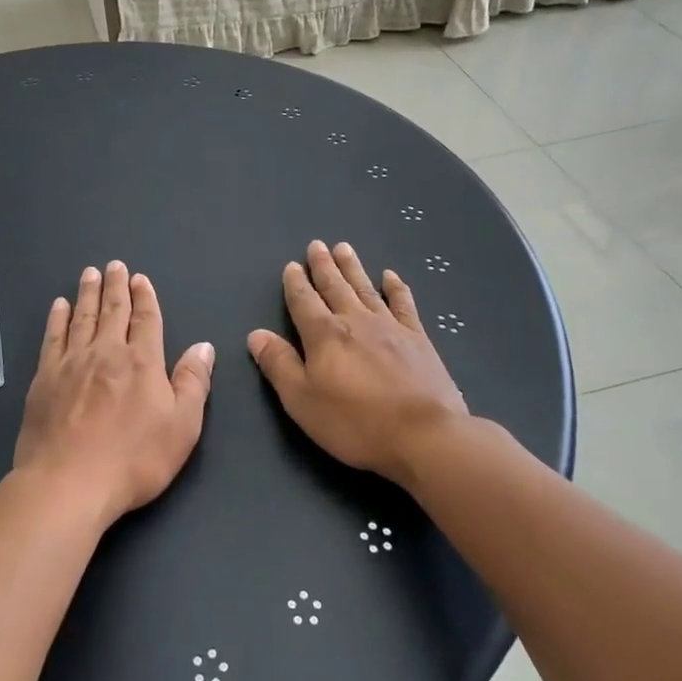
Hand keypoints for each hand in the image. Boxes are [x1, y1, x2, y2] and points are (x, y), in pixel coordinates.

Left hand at [14, 262, 213, 526]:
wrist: (68, 483)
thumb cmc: (134, 459)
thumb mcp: (182, 427)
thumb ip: (193, 383)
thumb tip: (203, 346)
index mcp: (142, 361)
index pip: (146, 320)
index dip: (144, 297)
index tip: (140, 278)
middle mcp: (106, 352)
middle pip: (113, 310)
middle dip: (116, 286)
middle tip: (114, 265)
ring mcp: (72, 362)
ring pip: (82, 317)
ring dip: (88, 294)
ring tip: (89, 274)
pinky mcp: (44, 378)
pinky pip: (52, 337)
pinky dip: (57, 318)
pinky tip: (59, 306)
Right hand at [247, 241, 467, 485]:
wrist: (425, 435)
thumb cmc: (356, 423)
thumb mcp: (302, 401)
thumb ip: (279, 365)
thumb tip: (256, 335)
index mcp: (324, 335)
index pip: (304, 301)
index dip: (295, 284)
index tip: (291, 266)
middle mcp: (355, 321)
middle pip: (335, 286)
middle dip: (323, 266)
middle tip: (316, 244)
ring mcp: (390, 327)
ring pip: (365, 288)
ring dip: (353, 268)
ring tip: (344, 247)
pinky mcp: (418, 339)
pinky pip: (404, 304)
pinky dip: (396, 288)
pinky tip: (390, 276)